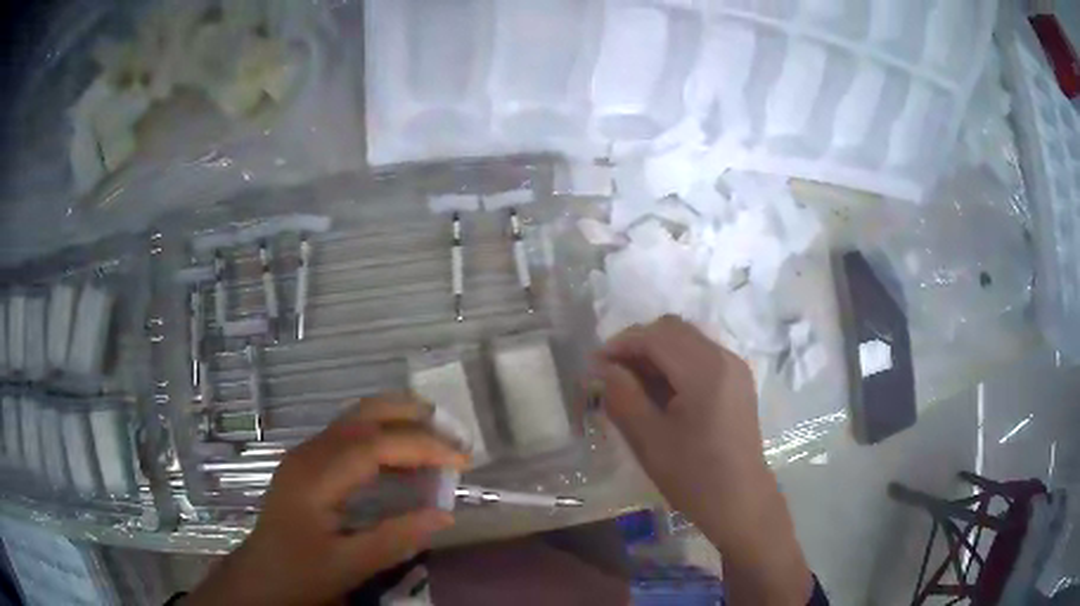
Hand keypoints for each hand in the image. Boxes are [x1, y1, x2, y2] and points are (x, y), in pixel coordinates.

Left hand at [187, 396, 469, 605]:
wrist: (261, 575)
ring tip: (435, 435)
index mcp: (316, 478)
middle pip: (361, 416)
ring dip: (395, 421)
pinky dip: (381, 437)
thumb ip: (397, 538)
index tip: (461, 461)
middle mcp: (310, 455)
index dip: (421, 446)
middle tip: (451, 431)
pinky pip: (348, 437)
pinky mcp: (308, 464)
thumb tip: (445, 514)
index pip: (373, 445)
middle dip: (408, 415)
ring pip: (354, 420)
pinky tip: (401, 458)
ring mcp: (306, 456)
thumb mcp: (350, 565)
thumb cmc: (301, 573)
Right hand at [597, 316, 811, 604]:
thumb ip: (622, 396)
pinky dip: (675, 362)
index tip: (595, 366)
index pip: (656, 336)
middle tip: (612, 373)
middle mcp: (724, 357)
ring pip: (687, 339)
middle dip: (638, 344)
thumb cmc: (694, 476)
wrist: (741, 502)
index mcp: (705, 370)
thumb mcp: (649, 439)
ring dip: (656, 352)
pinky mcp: (738, 380)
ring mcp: (735, 367)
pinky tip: (661, 391)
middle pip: (673, 329)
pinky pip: (700, 355)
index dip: (621, 344)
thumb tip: (602, 368)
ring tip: (632, 383)